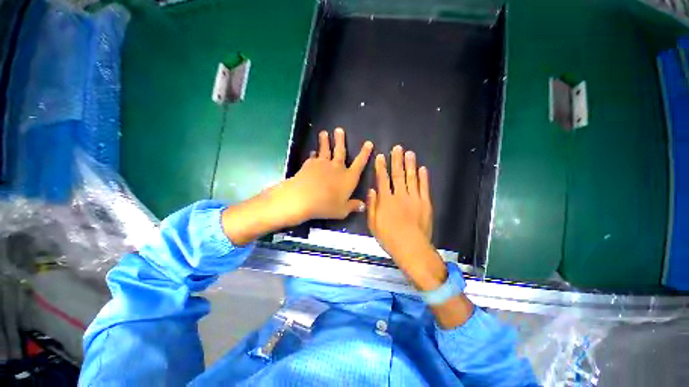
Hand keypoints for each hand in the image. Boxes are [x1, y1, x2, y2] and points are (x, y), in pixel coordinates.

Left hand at [222, 128, 372, 245]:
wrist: (303, 198)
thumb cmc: (326, 205)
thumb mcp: (342, 210)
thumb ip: (353, 206)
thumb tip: (363, 205)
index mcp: (348, 177)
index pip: (360, 163)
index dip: (365, 153)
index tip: (368, 143)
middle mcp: (337, 167)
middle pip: (340, 151)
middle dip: (340, 140)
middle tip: (339, 130)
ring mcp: (322, 164)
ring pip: (325, 150)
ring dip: (325, 141)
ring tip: (324, 133)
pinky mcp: (310, 164)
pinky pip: (313, 157)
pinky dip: (314, 154)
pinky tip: (313, 152)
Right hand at [367, 145, 445, 290]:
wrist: (411, 248)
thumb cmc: (389, 238)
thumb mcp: (373, 224)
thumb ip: (372, 206)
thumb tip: (371, 190)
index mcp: (386, 200)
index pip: (382, 180)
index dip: (381, 167)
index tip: (381, 156)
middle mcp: (400, 195)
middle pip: (397, 175)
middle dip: (396, 161)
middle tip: (397, 148)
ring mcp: (414, 198)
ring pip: (411, 178)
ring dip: (410, 165)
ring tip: (409, 153)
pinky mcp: (425, 203)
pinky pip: (424, 187)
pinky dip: (423, 177)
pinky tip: (422, 168)